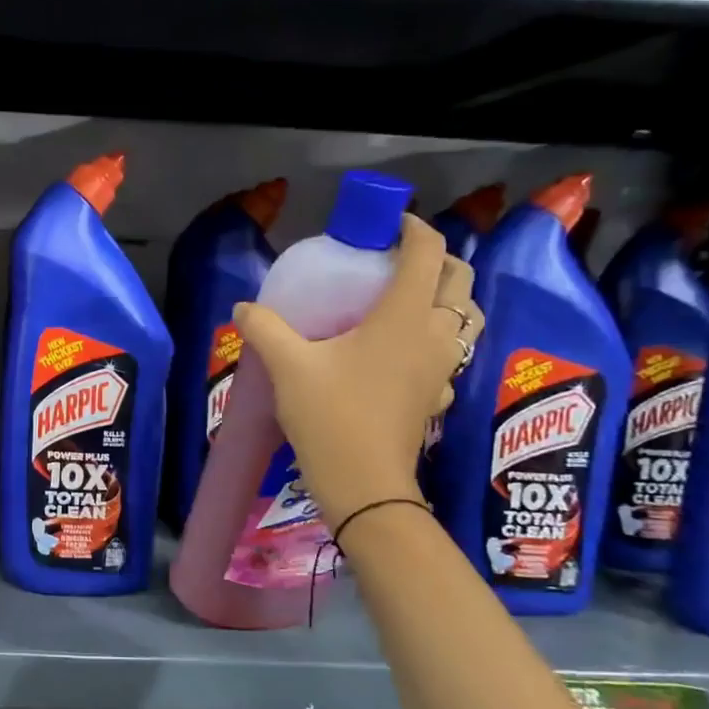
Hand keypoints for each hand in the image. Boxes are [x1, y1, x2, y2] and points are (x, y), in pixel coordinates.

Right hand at [232, 214, 482, 529]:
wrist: (363, 483)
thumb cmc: (330, 415)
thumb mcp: (288, 367)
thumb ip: (265, 328)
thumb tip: (242, 308)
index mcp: (404, 314)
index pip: (427, 252)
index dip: (413, 229)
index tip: (387, 225)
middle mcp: (434, 333)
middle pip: (458, 280)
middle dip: (435, 259)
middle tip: (396, 261)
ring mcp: (442, 366)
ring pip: (466, 317)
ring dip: (447, 298)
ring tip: (408, 300)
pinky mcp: (437, 394)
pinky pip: (452, 353)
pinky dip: (438, 338)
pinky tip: (405, 352)